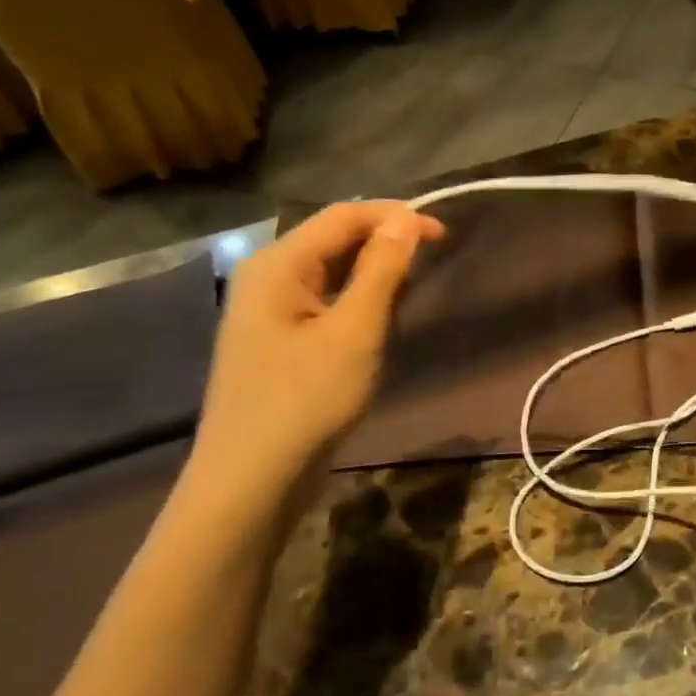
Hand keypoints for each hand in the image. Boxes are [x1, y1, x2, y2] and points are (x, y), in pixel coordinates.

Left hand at [189, 202, 443, 503]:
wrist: (252, 480)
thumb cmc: (306, 399)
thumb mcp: (356, 330)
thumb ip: (382, 270)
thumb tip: (406, 219)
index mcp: (279, 264)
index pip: (344, 215)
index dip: (396, 216)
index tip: (443, 234)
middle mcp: (268, 276)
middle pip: (334, 239)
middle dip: (385, 244)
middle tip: (431, 266)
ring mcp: (269, 310)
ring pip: (331, 271)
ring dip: (374, 275)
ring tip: (409, 296)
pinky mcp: (278, 339)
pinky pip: (324, 301)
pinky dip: (357, 301)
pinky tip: (379, 323)